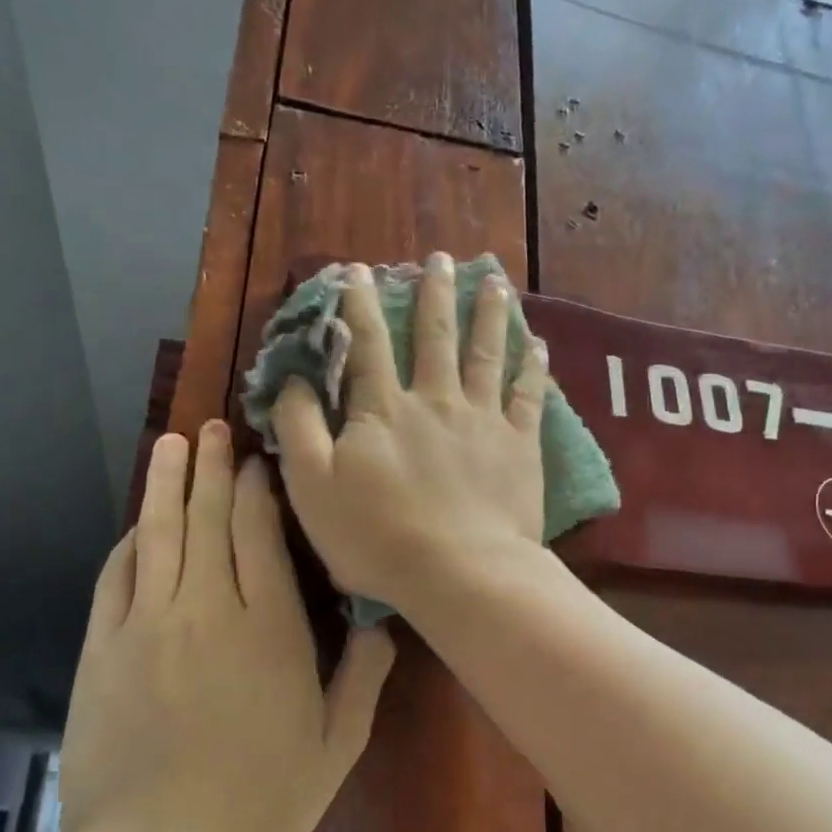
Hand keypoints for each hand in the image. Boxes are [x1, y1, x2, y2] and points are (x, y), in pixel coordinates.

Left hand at [60, 421, 396, 831]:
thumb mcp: (336, 746)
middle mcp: (208, 608)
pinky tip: (136, 524)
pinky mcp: (103, 649)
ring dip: (167, 484)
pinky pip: (117, 578)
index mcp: (268, 626)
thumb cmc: (260, 800)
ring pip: (159, 535)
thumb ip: (364, 676)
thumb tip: (381, 621)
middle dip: (214, 468)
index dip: (259, 488)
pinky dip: (130, 543)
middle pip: (208, 519)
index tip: (261, 458)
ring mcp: (148, 624)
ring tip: (172, 444)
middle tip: (215, 427)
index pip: (260, 533)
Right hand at [273, 253, 547, 612]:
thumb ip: (299, 428)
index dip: (359, 305)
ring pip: (486, 353)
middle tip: (440, 259)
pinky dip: (532, 367)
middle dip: (434, 294)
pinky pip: (529, 395)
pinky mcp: (520, 444)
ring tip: (493, 281)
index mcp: (384, 410)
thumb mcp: (313, 487)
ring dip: (488, 314)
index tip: (359, 271)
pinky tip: (537, 343)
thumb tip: (293, 380)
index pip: (367, 344)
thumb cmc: (378, 537)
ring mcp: (483, 419)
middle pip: (434, 336)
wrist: (461, 572)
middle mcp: (436, 400)